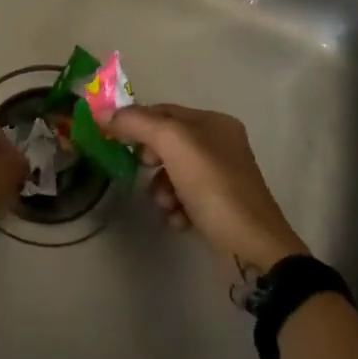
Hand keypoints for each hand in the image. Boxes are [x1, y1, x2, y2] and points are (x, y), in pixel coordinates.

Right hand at [109, 104, 308, 274]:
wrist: (253, 248)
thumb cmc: (214, 186)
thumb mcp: (173, 144)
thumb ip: (137, 123)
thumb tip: (104, 114)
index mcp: (214, 123)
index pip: (163, 110)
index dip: (135, 120)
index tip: (111, 137)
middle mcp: (220, 145)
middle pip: (167, 142)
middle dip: (149, 157)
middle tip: (141, 169)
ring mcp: (221, 177)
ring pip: (172, 172)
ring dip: (160, 188)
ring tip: (166, 205)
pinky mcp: (219, 207)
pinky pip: (184, 198)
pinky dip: (175, 207)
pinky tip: (179, 219)